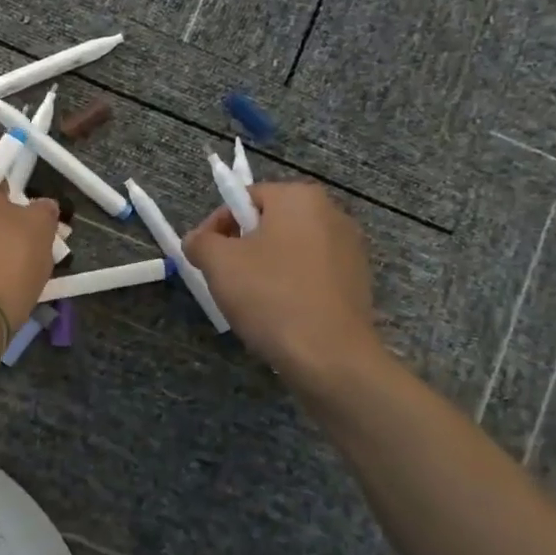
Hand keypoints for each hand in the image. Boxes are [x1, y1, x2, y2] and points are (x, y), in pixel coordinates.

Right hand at [185, 182, 376, 377]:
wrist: (331, 357)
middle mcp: (332, 213)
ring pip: (291, 250)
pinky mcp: (358, 281)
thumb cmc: (271, 297)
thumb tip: (197, 240)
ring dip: (266, 267)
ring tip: (250, 300)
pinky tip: (280, 314)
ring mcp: (351, 248)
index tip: (203, 256)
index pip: (245, 198)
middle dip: (242, 247)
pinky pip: (312, 274)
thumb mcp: (219, 264)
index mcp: (300, 197)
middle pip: (270, 223)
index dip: (217, 225)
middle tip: (223, 278)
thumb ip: (200, 242)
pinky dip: (292, 286)